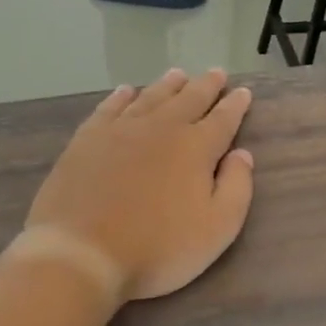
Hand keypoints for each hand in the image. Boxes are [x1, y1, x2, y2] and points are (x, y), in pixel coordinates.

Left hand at [27, 69, 255, 301]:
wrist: (82, 252)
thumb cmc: (158, 248)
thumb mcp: (217, 228)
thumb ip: (236, 187)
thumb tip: (242, 154)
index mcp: (196, 148)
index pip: (223, 119)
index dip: (235, 105)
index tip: (243, 92)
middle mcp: (161, 128)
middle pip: (189, 99)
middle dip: (206, 86)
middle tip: (217, 73)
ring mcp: (120, 130)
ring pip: (150, 97)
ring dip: (168, 85)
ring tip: (178, 74)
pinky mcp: (87, 140)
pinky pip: (109, 108)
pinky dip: (121, 97)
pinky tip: (126, 91)